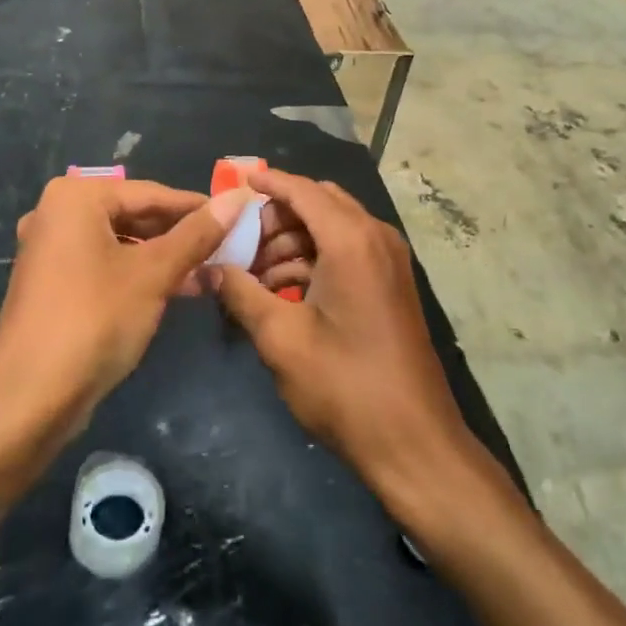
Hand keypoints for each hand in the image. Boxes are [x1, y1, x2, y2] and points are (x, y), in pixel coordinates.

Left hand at [0, 176, 248, 428]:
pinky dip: (137, 273)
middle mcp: (56, 213)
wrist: (28, 400)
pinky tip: (175, 289)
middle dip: (180, 234)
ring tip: (208, 271)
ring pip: (121, 242)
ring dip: (163, 257)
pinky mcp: (51, 282)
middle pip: (134, 215)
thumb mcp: (154, 273)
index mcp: (76, 197)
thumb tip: (238, 198)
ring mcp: (50, 249)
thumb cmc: (94, 320)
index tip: (238, 217)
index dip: (198, 207)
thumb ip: (198, 234)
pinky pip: (104, 264)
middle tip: (227, 247)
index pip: (151, 193)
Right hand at [210, 169, 471, 492]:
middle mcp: (375, 237)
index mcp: (351, 239)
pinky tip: (282, 291)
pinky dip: (313, 260)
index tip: (235, 182)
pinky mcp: (390, 283)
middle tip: (239, 243)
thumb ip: (242, 294)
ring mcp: (387, 260)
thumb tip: (211, 268)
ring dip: (292, 241)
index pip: (303, 190)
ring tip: (252, 276)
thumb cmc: (345, 386)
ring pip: (331, 227)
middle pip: (318, 203)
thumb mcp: (282, 339)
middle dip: (276, 217)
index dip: (268, 182)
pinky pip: (346, 251)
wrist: (414, 443)